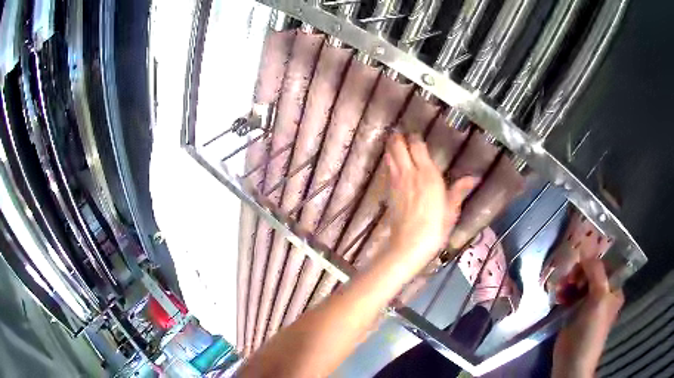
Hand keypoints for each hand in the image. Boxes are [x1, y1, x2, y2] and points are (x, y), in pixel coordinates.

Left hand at [384, 132, 476, 270]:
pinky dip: (388, 162)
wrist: (409, 245)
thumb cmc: (435, 227)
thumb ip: (460, 190)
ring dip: (391, 147)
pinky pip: (387, 170)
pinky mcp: (389, 192)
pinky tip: (391, 163)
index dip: (415, 137)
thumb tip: (474, 177)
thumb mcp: (451, 209)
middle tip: (401, 133)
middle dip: (398, 137)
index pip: (417, 146)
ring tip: (394, 142)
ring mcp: (396, 182)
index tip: (416, 134)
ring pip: (389, 156)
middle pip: (398, 146)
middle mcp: (409, 173)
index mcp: (427, 174)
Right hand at [552, 258, 623, 377]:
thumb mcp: (599, 298)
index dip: (594, 262)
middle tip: (570, 277)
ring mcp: (587, 304)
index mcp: (613, 290)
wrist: (572, 361)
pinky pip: (570, 295)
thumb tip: (586, 250)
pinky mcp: (573, 313)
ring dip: (570, 281)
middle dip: (580, 272)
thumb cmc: (591, 329)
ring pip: (579, 283)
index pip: (606, 266)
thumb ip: (596, 272)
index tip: (581, 263)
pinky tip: (558, 295)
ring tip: (561, 287)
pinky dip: (564, 292)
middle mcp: (602, 294)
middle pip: (591, 273)